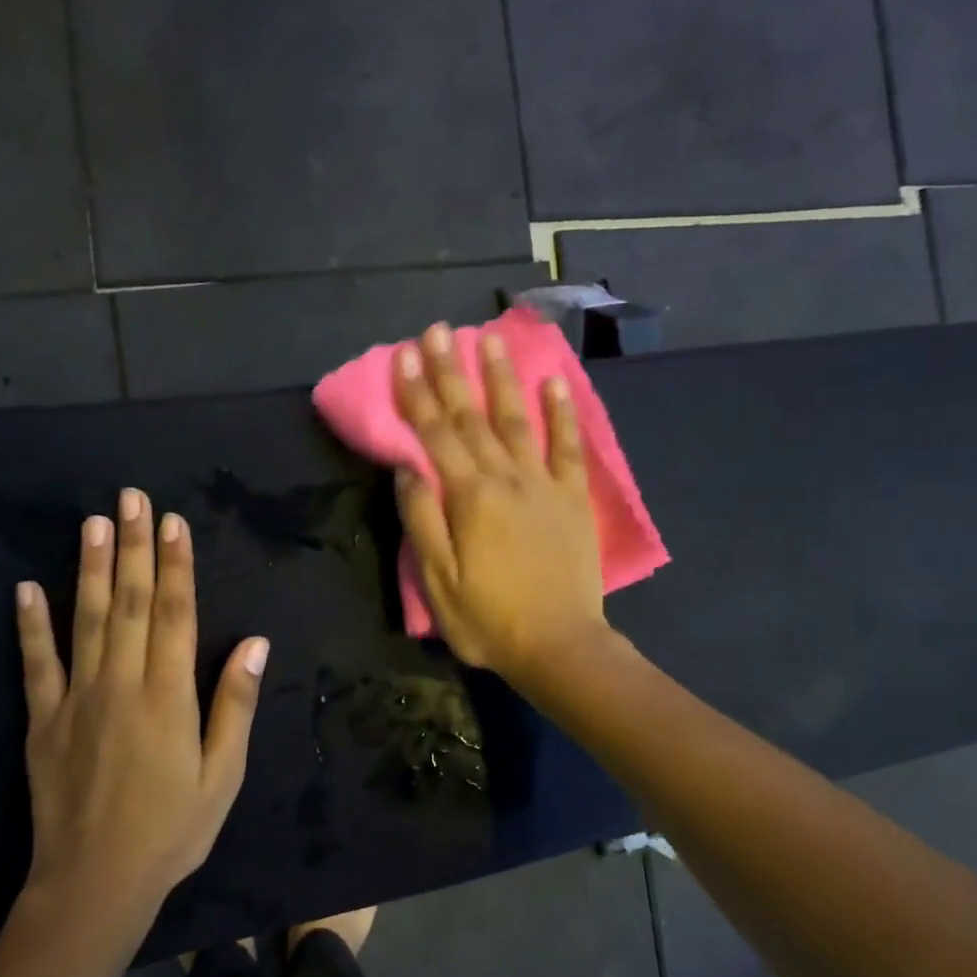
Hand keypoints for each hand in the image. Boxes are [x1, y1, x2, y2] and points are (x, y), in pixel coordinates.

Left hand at [15, 488, 269, 920]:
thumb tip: (256, 643)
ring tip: (92, 522)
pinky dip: (30, 624)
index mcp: (169, 696)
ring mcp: (76, 699)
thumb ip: (235, 705)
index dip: (175, 565)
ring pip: (84, 620)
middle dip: (133, 547)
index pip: (174, 614)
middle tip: (131, 498)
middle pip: (128, 603)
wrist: (95, 883)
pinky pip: (35, 664)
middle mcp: (121, 684)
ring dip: (89, 568)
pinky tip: (26, 588)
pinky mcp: (42, 721)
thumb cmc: (173, 829)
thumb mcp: (223, 774)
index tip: (173, 523)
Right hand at [392, 322, 609, 681]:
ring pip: (518, 419)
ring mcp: (544, 484)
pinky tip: (553, 382)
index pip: (435, 434)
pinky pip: (567, 447)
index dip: (417, 393)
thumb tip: (407, 466)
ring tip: (488, 338)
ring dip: (501, 377)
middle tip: (437, 330)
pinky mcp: (573, 498)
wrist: (559, 645)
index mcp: (468, 497)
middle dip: (451, 371)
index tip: (404, 355)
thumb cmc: (488, 619)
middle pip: (472, 416)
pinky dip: (561, 412)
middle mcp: (506, 478)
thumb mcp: (437, 580)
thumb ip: (420, 519)